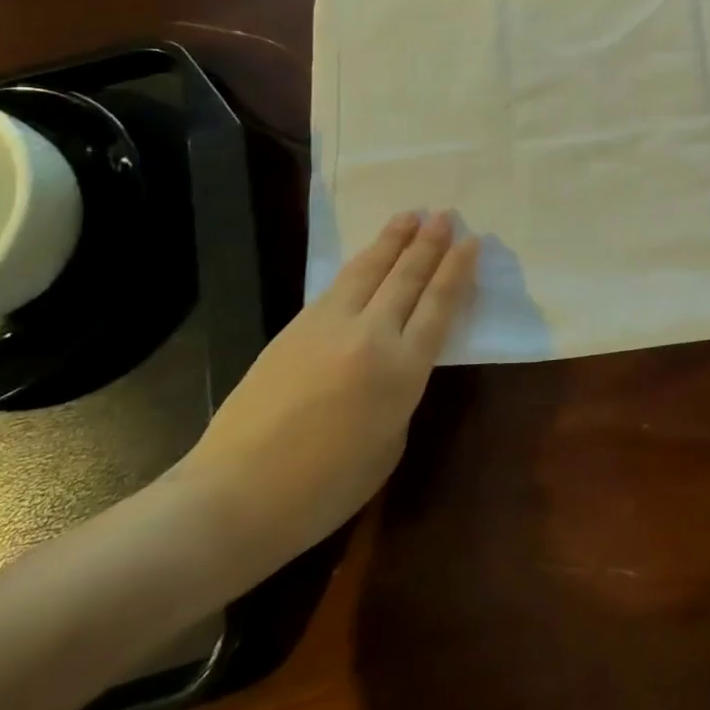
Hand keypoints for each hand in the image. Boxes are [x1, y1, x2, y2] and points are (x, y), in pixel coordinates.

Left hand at [164, 211, 478, 586]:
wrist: (237, 495)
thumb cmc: (325, 488)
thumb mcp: (389, 443)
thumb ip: (401, 392)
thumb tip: (396, 361)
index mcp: (403, 370)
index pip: (439, 305)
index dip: (458, 270)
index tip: (472, 242)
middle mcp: (371, 336)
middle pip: (407, 278)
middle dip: (430, 244)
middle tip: (446, 215)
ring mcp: (328, 326)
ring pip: (369, 270)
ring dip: (393, 240)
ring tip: (410, 215)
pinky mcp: (295, 328)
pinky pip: (338, 286)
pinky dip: (360, 264)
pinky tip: (367, 257)